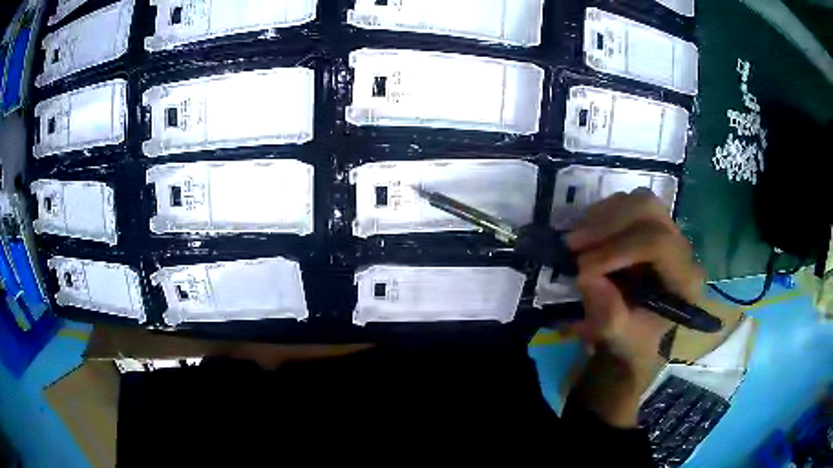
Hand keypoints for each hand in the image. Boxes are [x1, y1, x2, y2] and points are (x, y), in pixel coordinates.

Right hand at [565, 190, 705, 426]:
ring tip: (576, 239)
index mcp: (684, 279)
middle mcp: (681, 248)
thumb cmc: (634, 342)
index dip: (618, 249)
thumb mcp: (620, 338)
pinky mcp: (652, 226)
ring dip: (603, 216)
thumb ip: (609, 316)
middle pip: (649, 211)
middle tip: (574, 244)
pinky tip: (586, 233)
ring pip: (639, 201)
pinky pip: (628, 203)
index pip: (658, 243)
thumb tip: (588, 278)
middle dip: (608, 224)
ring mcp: (668, 232)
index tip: (583, 268)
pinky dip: (602, 214)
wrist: (638, 339)